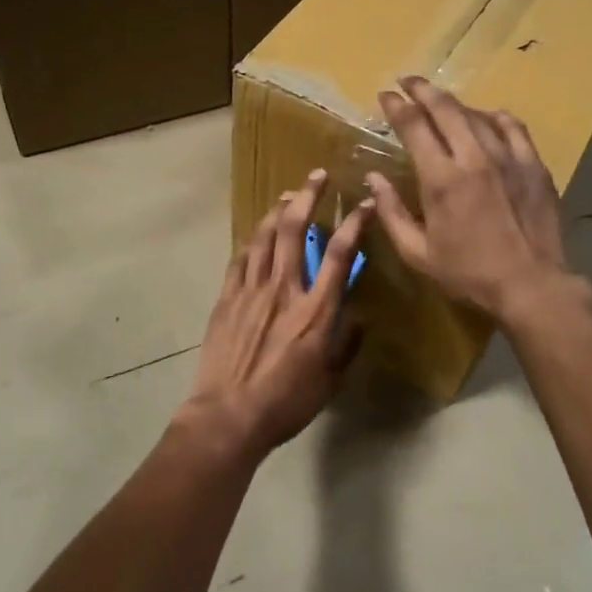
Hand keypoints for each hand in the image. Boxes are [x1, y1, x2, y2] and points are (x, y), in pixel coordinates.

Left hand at [181, 170, 372, 462]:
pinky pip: (240, 259)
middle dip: (308, 197)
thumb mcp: (331, 379)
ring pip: (263, 237)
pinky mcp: (227, 299)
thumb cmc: (286, 403)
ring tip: (288, 195)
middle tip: (317, 176)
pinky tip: (256, 233)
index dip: (354, 223)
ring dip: (277, 211)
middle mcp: (284, 290)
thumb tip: (361, 317)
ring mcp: (251, 291)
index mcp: (315, 311)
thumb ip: (347, 343)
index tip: (364, 203)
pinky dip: (251, 240)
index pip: (339, 254)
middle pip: (294, 230)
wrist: (229, 415)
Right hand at [367, 77, 577, 322]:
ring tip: (440, 101)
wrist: (531, 284)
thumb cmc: (468, 273)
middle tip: (407, 81)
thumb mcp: (417, 253)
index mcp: (441, 179)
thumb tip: (373, 178)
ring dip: (454, 103)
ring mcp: (508, 157)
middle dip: (422, 89)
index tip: (385, 94)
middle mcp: (474, 157)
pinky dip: (494, 117)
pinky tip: (487, 118)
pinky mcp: (533, 164)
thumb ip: (391, 212)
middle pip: (445, 108)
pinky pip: (512, 127)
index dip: (396, 106)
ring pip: (477, 114)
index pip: (414, 126)